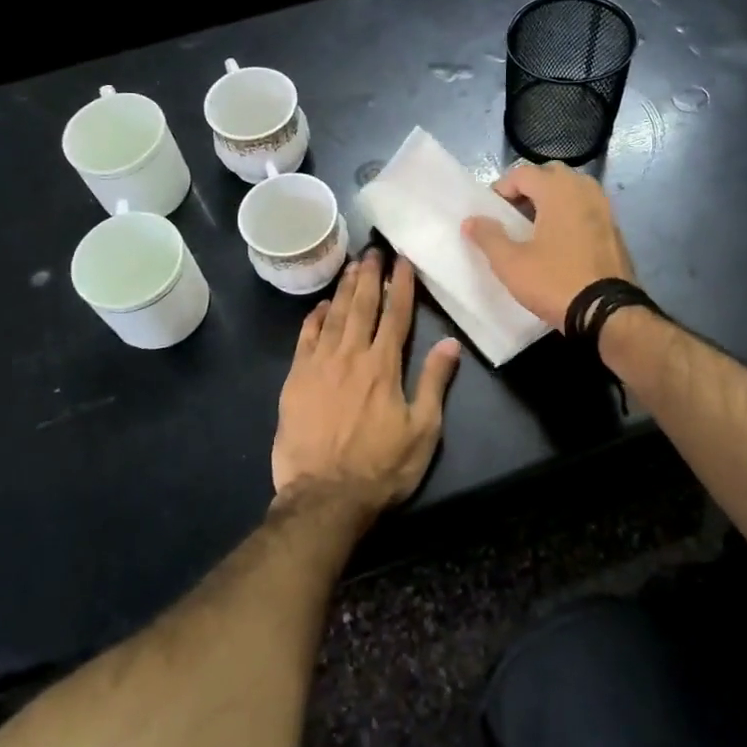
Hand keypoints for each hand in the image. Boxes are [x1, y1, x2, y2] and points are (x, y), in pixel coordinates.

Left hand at [272, 252, 461, 509]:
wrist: (324, 496)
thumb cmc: (381, 467)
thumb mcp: (422, 431)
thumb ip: (434, 383)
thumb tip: (451, 344)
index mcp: (384, 366)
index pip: (396, 315)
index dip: (400, 285)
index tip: (402, 260)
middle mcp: (351, 356)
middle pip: (362, 306)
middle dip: (369, 275)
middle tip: (373, 250)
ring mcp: (319, 365)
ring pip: (333, 316)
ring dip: (343, 288)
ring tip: (351, 265)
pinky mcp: (295, 380)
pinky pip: (305, 338)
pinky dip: (314, 318)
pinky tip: (320, 306)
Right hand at [460, 162, 635, 329]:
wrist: (607, 312)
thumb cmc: (554, 282)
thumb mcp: (511, 264)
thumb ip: (488, 237)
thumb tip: (471, 220)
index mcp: (558, 191)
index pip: (523, 173)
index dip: (502, 188)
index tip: (491, 212)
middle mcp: (584, 190)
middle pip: (551, 174)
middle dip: (529, 188)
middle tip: (513, 214)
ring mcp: (605, 209)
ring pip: (573, 190)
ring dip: (551, 200)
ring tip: (535, 227)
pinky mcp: (615, 229)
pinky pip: (587, 208)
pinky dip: (571, 214)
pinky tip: (560, 242)